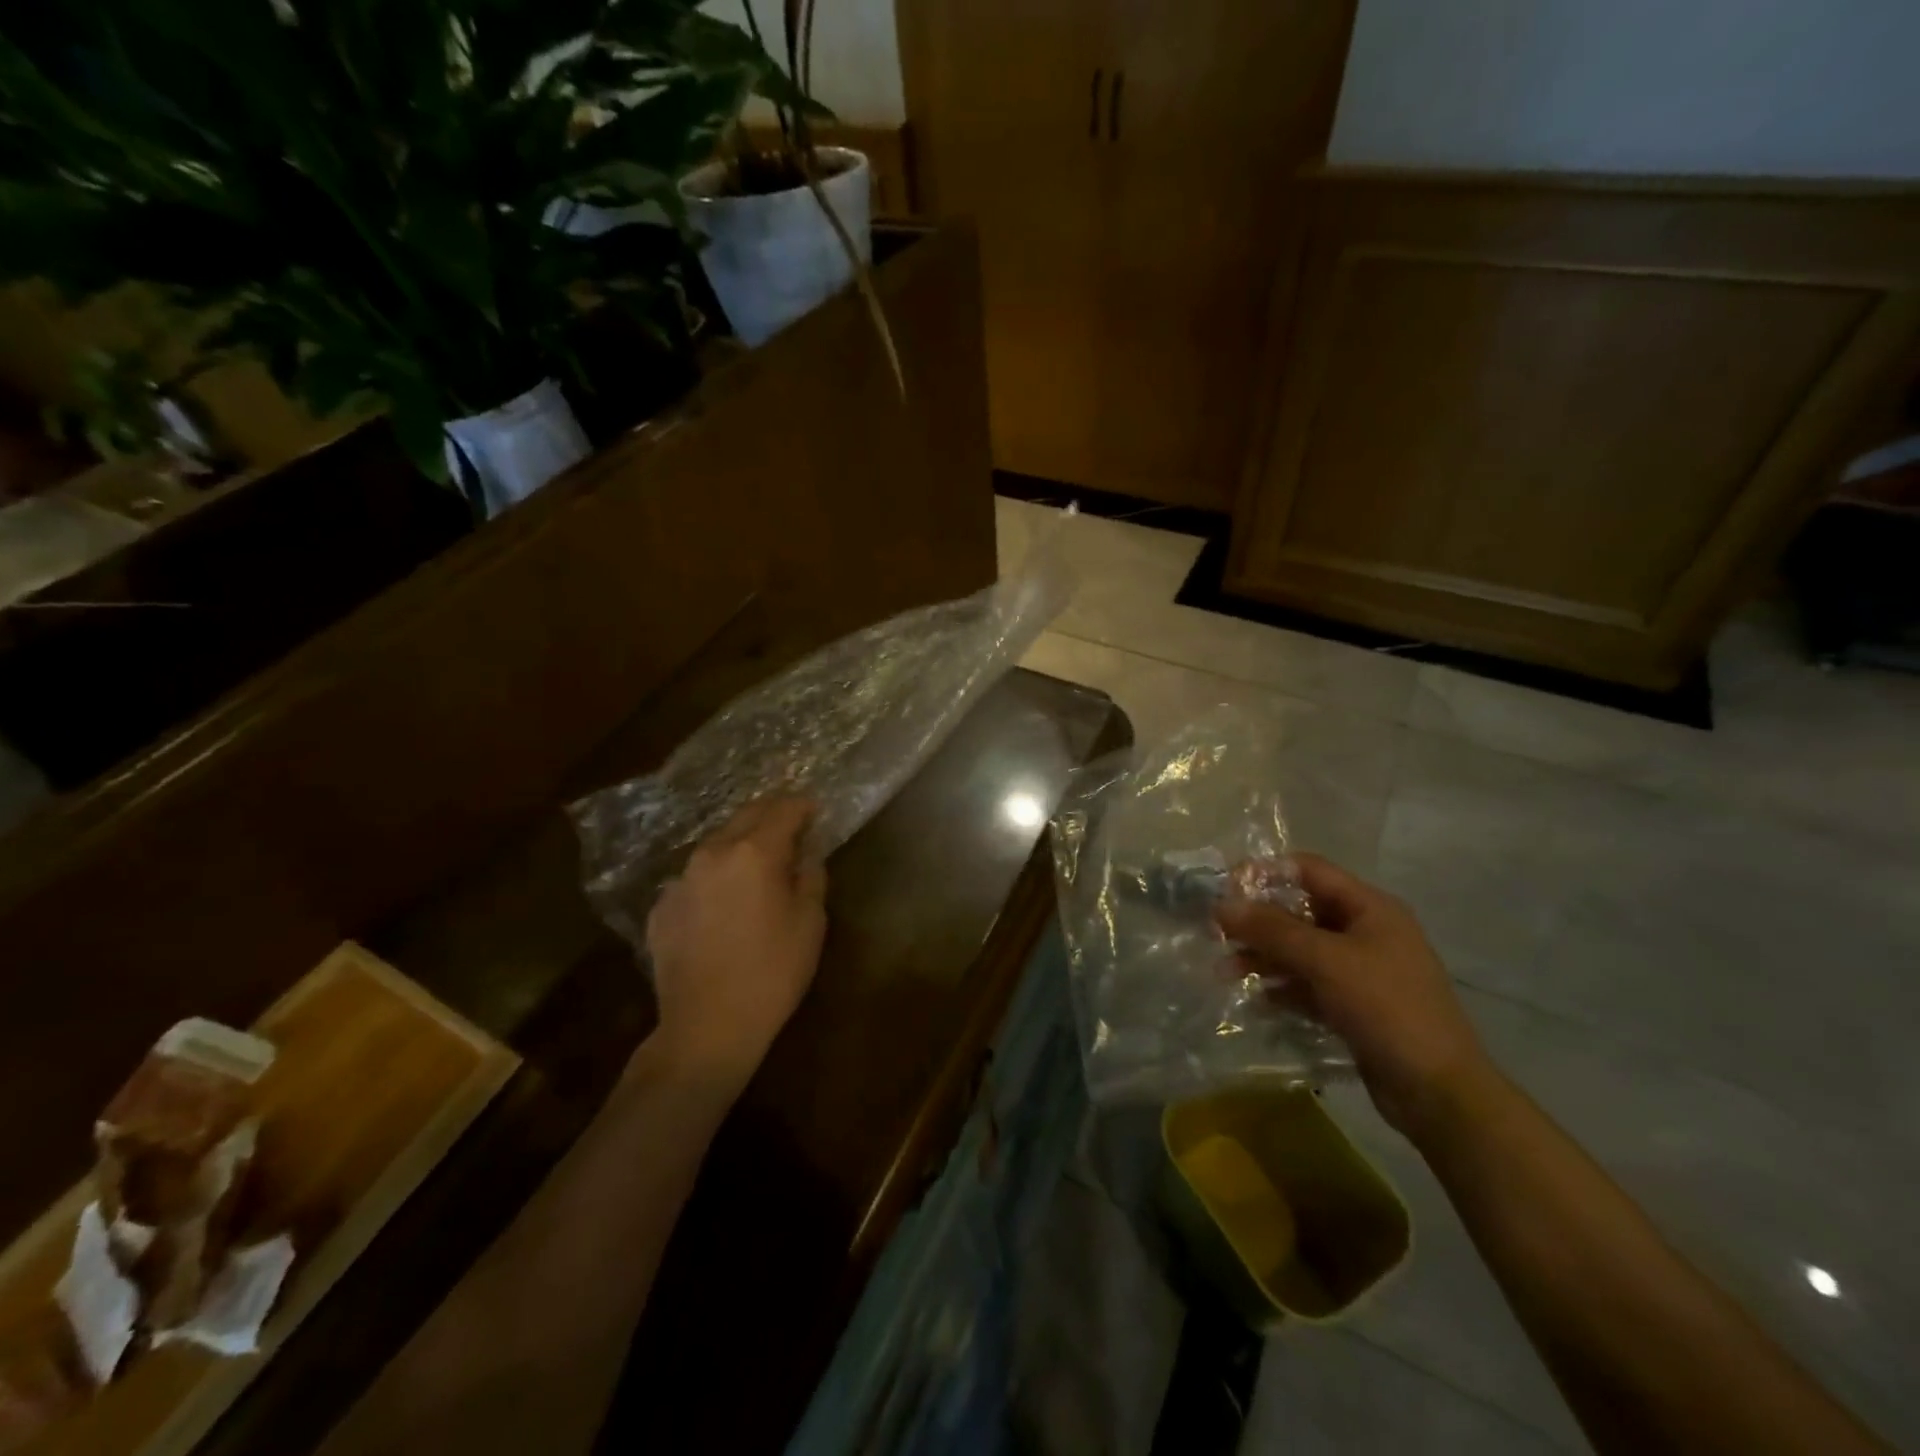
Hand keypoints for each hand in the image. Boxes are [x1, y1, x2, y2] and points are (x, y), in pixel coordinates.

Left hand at [643, 798, 827, 1091]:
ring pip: (716, 845)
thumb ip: (811, 875)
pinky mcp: (660, 907)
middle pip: (745, 816)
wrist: (706, 1028)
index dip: (803, 806)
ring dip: (740, 845)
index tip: (815, 810)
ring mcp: (680, 880)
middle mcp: (712, 854)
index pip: (783, 810)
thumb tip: (806, 852)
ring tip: (757, 864)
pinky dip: (714, 879)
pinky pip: (695, 879)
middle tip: (791, 826)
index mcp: (754, 852)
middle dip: (771, 815)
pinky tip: (723, 905)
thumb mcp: (810, 922)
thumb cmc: (772, 973)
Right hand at [1215, 853, 1496, 1138]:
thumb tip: (1221, 905)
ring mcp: (1361, 971)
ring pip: (1301, 951)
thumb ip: (1271, 929)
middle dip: (1257, 922)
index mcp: (1370, 908)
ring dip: (1263, 957)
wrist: (1439, 1093)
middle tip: (1217, 935)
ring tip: (1224, 972)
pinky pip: (1309, 985)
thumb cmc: (1386, 1009)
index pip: (1309, 870)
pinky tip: (1257, 999)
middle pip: (1300, 911)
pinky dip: (1282, 987)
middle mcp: (1366, 932)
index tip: (1225, 891)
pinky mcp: (1354, 1006)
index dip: (1265, 873)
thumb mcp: (1325, 961)